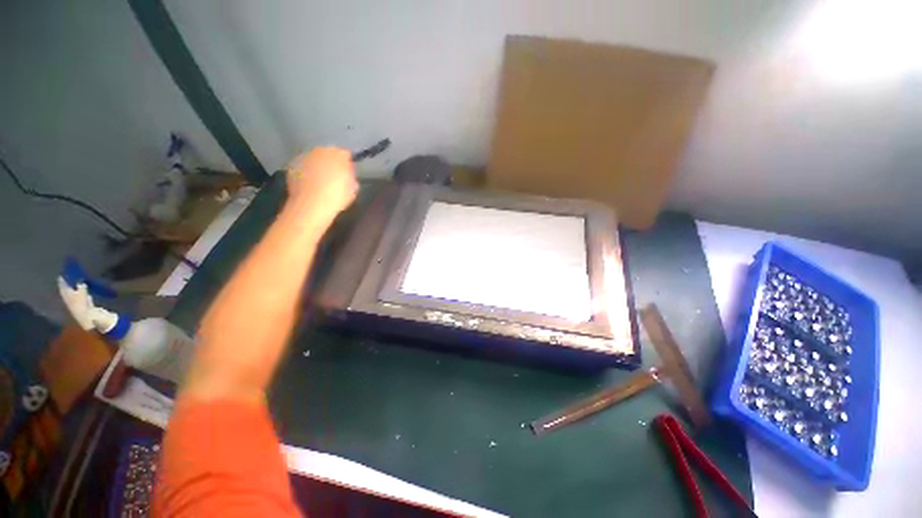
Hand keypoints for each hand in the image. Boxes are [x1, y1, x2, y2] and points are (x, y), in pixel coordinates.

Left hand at [285, 147, 357, 223]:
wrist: (311, 205)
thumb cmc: (337, 197)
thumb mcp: (353, 189)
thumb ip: (351, 176)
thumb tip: (347, 174)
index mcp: (339, 155)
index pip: (346, 154)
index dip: (347, 164)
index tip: (348, 174)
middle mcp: (321, 151)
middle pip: (329, 153)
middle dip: (331, 162)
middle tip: (334, 177)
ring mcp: (305, 156)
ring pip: (315, 158)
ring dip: (318, 166)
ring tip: (320, 181)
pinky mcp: (293, 165)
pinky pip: (303, 166)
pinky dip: (306, 171)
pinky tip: (309, 184)